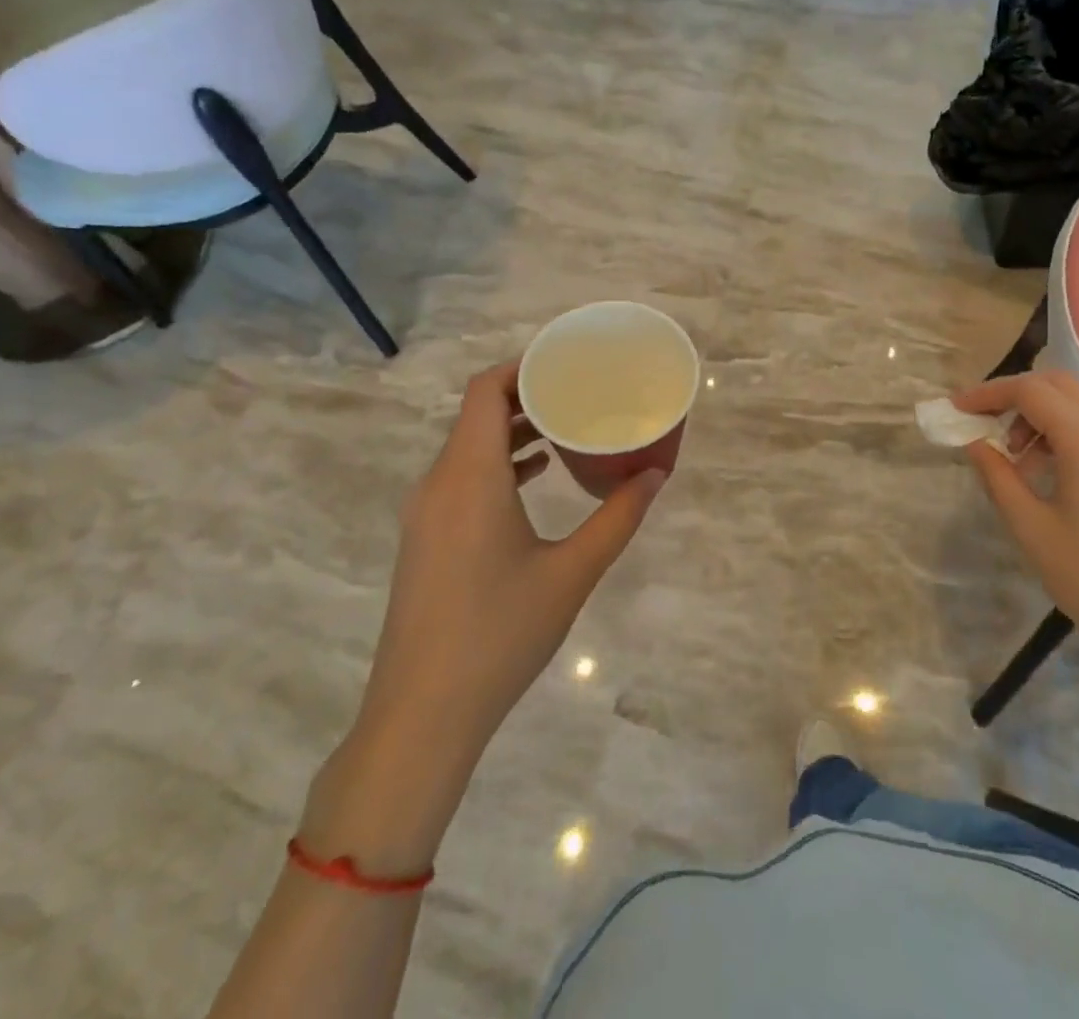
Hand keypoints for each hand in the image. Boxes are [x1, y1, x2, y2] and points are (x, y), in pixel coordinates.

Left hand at [304, 360, 665, 870]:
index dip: (522, 365)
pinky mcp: (426, 539)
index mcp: (469, 477)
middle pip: (477, 413)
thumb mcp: (572, 573)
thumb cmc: (499, 634)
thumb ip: (618, 517)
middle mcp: (439, 483)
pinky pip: (462, 477)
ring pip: (468, 446)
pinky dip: (499, 462)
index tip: (567, 361)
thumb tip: (657, 474)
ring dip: (514, 429)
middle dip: (528, 394)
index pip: (484, 391)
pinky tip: (537, 477)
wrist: (421, 716)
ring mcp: (426, 513)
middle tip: (581, 390)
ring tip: (567, 427)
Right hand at [957, 370, 1078, 703]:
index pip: (1030, 391)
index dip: (988, 394)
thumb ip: (996, 475)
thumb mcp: (1029, 527)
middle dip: (1014, 397)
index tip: (957, 409)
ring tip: (1015, 459)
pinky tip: (1048, 468)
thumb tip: (975, 442)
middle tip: (983, 425)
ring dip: (1039, 415)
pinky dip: (1065, 429)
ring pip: (1078, 402)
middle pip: (1057, 384)